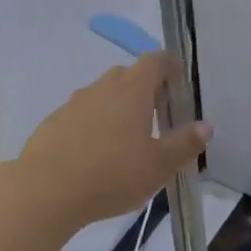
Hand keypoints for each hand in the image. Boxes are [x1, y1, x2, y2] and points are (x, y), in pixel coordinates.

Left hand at [11, 55, 210, 230]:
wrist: (46, 190)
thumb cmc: (112, 174)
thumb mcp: (159, 165)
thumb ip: (184, 144)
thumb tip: (205, 126)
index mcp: (132, 90)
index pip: (154, 60)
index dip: (170, 65)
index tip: (179, 81)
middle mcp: (101, 88)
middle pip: (127, 76)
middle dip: (145, 90)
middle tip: (157, 118)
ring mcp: (73, 104)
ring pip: (102, 96)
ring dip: (117, 110)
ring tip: (126, 143)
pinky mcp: (53, 123)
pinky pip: (81, 116)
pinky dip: (93, 127)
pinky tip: (95, 157)